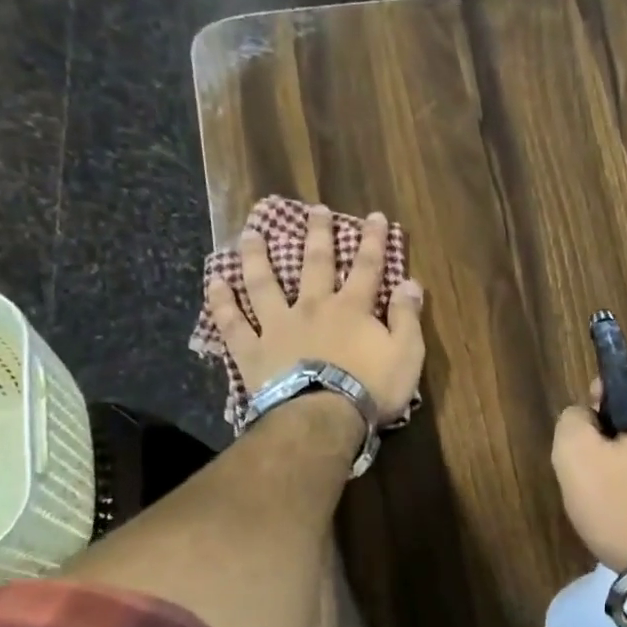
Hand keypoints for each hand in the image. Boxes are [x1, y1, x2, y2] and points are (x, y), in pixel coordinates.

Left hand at [207, 203, 425, 425]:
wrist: (323, 417)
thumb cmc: (371, 388)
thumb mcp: (406, 354)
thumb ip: (408, 317)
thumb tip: (411, 283)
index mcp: (352, 309)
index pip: (367, 267)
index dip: (373, 241)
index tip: (374, 216)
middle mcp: (313, 307)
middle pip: (315, 264)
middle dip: (318, 234)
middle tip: (315, 209)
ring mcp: (278, 326)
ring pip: (264, 284)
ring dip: (257, 256)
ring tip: (251, 233)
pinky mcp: (253, 350)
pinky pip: (233, 323)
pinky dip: (222, 303)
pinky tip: (215, 282)